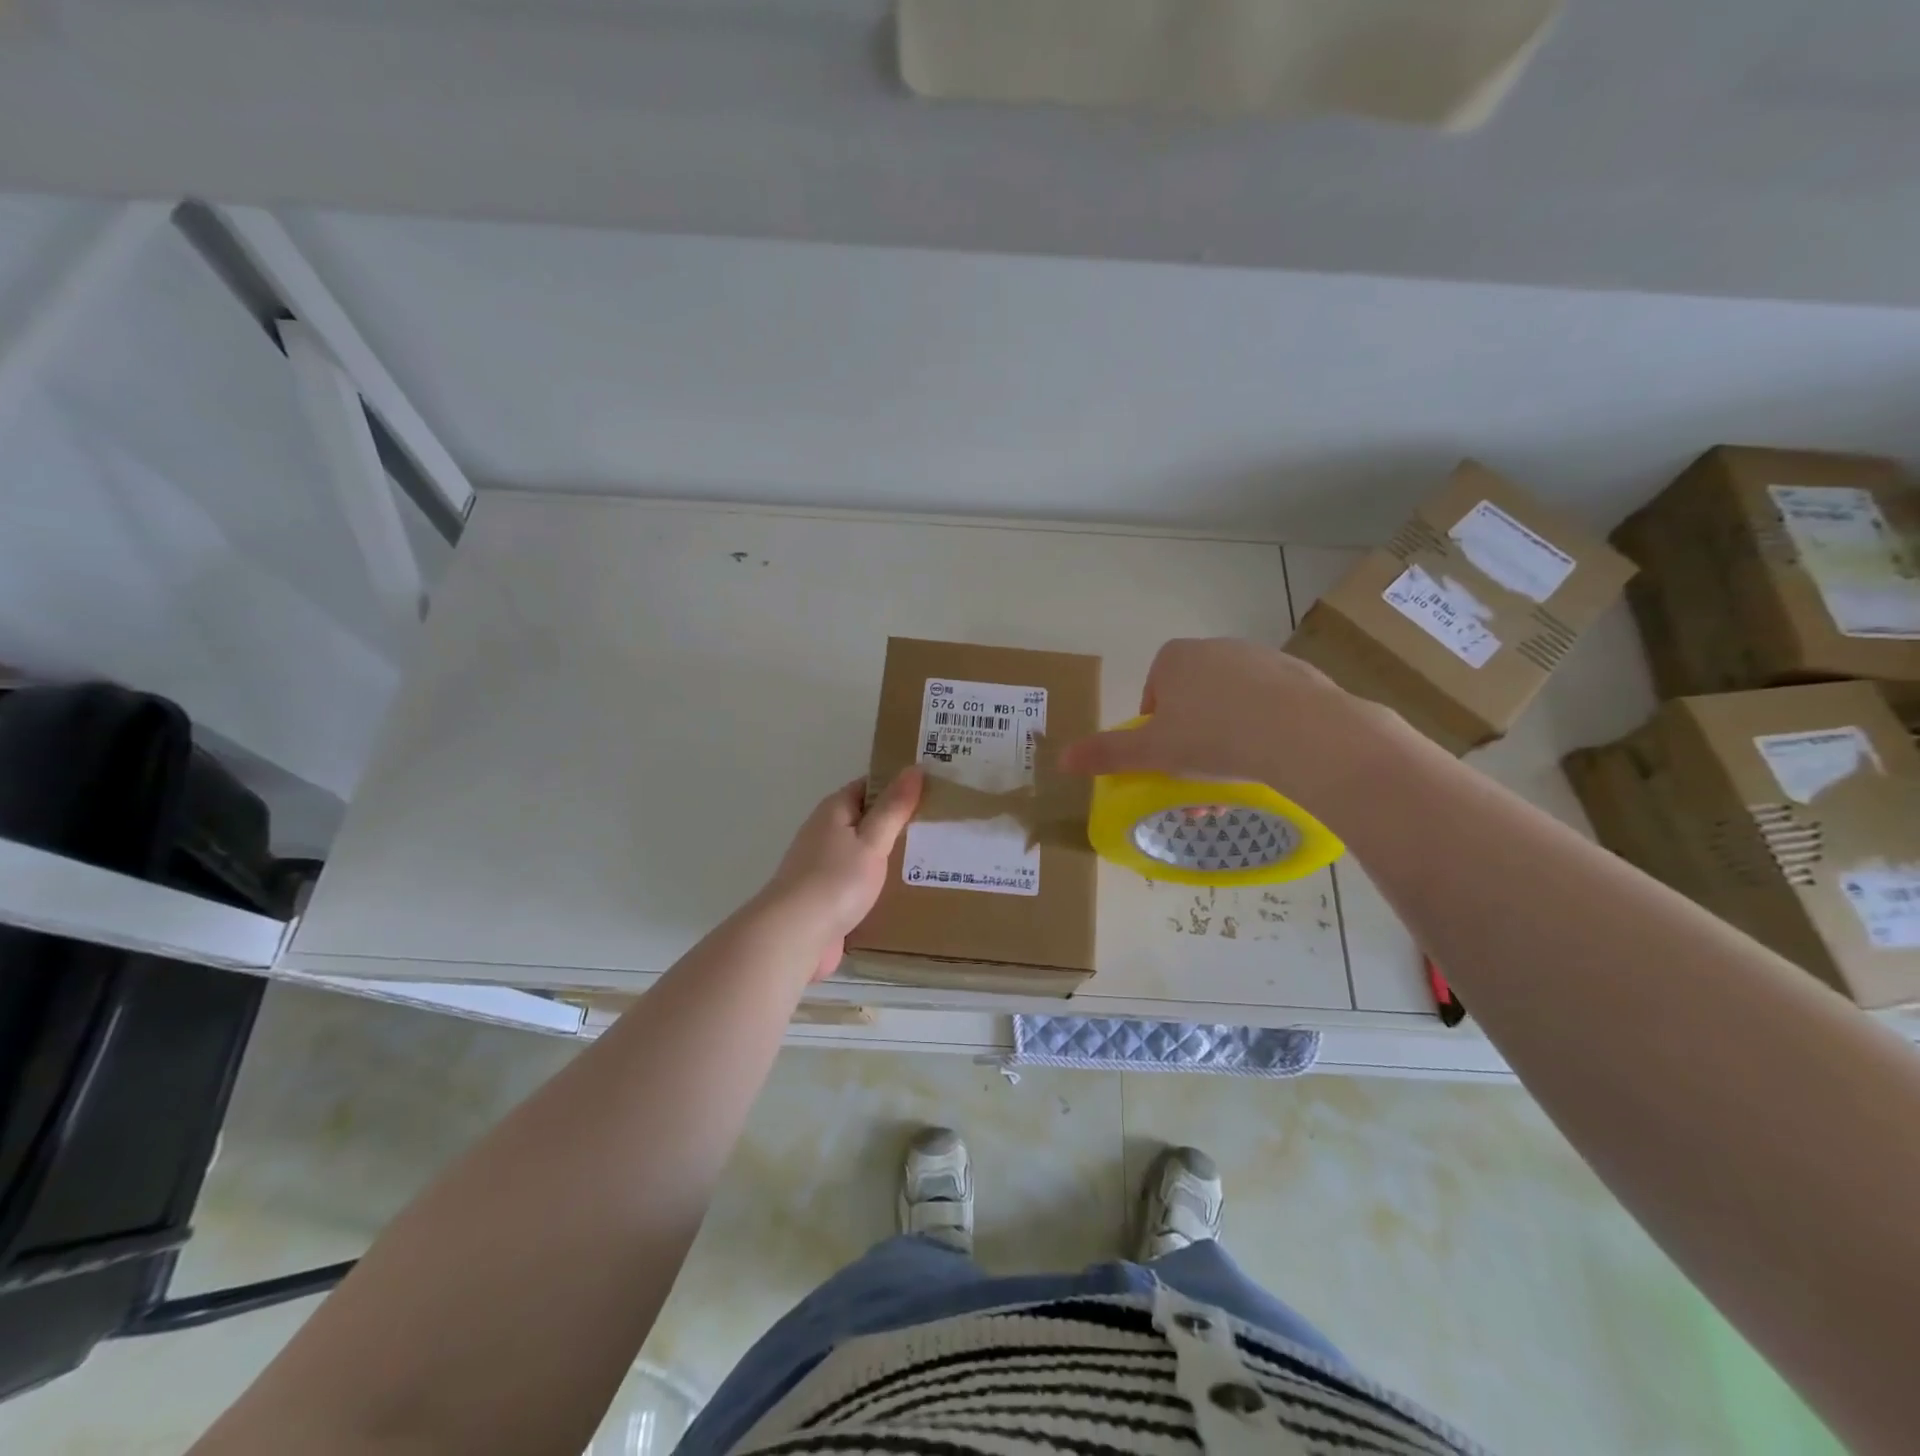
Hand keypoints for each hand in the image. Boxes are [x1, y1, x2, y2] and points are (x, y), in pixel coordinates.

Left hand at [758, 769, 923, 980]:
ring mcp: (822, 867)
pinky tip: (902, 893)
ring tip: (929, 861)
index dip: (898, 786)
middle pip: (866, 820)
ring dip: (888, 857)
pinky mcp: (824, 898)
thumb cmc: (836, 881)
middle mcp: (824, 833)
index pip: (869, 787)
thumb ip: (894, 807)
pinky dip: (877, 884)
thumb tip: (914, 768)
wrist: (794, 936)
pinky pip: (857, 882)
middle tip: (938, 828)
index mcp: (834, 811)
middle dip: (897, 824)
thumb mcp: (872, 840)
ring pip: (862, 853)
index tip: (932, 792)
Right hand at [1057, 638, 1397, 806]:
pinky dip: (1266, 727)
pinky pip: (1270, 704)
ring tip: (1238, 772)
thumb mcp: (1153, 752)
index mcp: (1175, 658)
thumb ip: (1107, 753)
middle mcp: (1216, 648)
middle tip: (1201, 771)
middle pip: (1193, 697)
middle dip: (1193, 734)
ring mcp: (1261, 657)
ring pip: (1232, 702)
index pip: (1154, 692)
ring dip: (1229, 733)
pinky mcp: (1299, 673)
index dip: (1156, 728)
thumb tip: (1060, 760)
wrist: (1302, 733)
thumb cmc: (1214, 737)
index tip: (1168, 757)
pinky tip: (1273, 756)